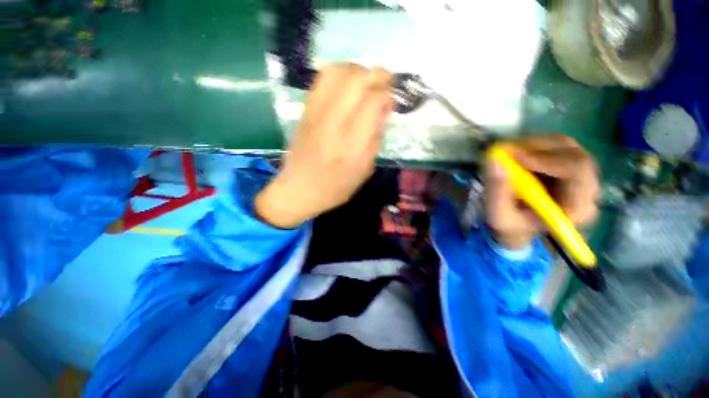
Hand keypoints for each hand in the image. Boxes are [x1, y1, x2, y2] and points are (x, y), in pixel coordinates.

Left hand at [256, 64, 393, 227]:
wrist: (299, 190)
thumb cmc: (336, 187)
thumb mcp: (365, 170)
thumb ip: (377, 138)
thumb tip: (386, 108)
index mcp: (351, 145)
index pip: (372, 102)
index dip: (386, 94)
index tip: (392, 99)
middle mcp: (333, 124)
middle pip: (356, 80)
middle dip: (376, 74)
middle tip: (386, 81)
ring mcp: (315, 114)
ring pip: (337, 72)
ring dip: (358, 70)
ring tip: (367, 80)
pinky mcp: (305, 111)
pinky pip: (322, 79)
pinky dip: (339, 73)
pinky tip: (348, 84)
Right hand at [485, 134, 599, 249]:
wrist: (519, 224)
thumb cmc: (511, 224)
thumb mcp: (498, 215)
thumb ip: (496, 191)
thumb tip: (494, 160)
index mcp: (577, 208)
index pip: (576, 172)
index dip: (546, 160)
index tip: (513, 156)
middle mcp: (588, 189)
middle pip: (575, 155)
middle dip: (538, 149)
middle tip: (506, 150)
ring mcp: (582, 174)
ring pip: (566, 146)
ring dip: (534, 145)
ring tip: (508, 153)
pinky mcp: (570, 164)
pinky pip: (557, 145)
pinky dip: (534, 145)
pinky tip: (517, 154)